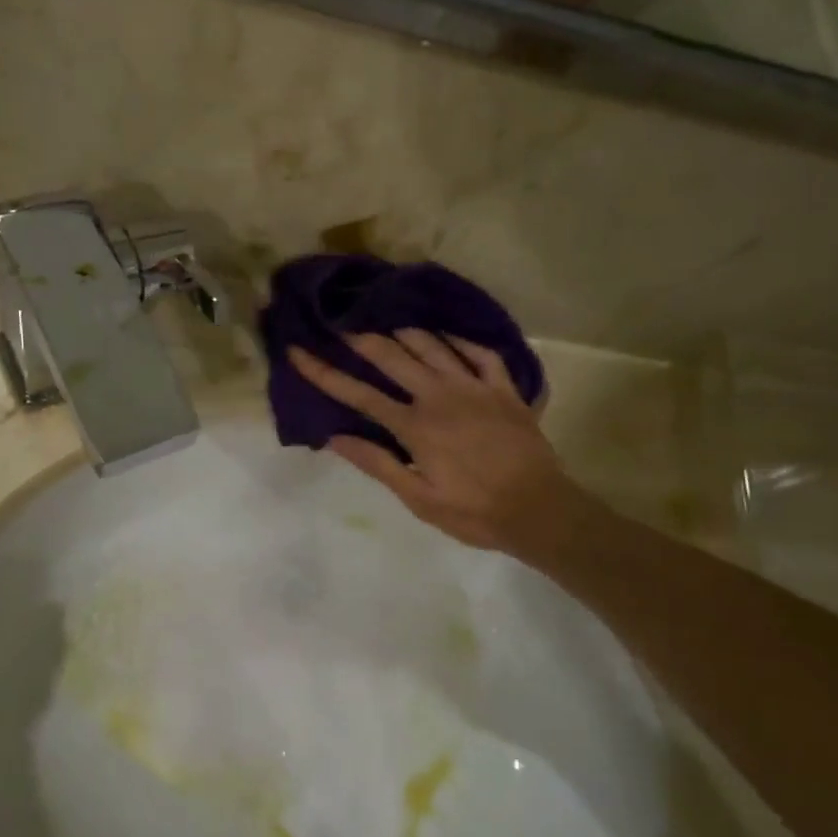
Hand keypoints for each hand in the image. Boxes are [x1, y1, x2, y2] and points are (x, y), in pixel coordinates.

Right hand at [290, 331, 590, 557]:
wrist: (538, 509)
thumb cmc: (473, 512)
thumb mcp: (418, 499)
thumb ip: (377, 463)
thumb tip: (335, 437)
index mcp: (415, 426)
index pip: (359, 394)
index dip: (324, 373)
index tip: (299, 353)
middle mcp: (440, 396)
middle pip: (393, 357)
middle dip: (362, 340)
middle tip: (343, 326)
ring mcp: (475, 388)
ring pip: (434, 346)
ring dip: (406, 333)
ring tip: (388, 324)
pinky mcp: (504, 389)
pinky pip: (480, 353)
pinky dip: (460, 341)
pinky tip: (447, 337)